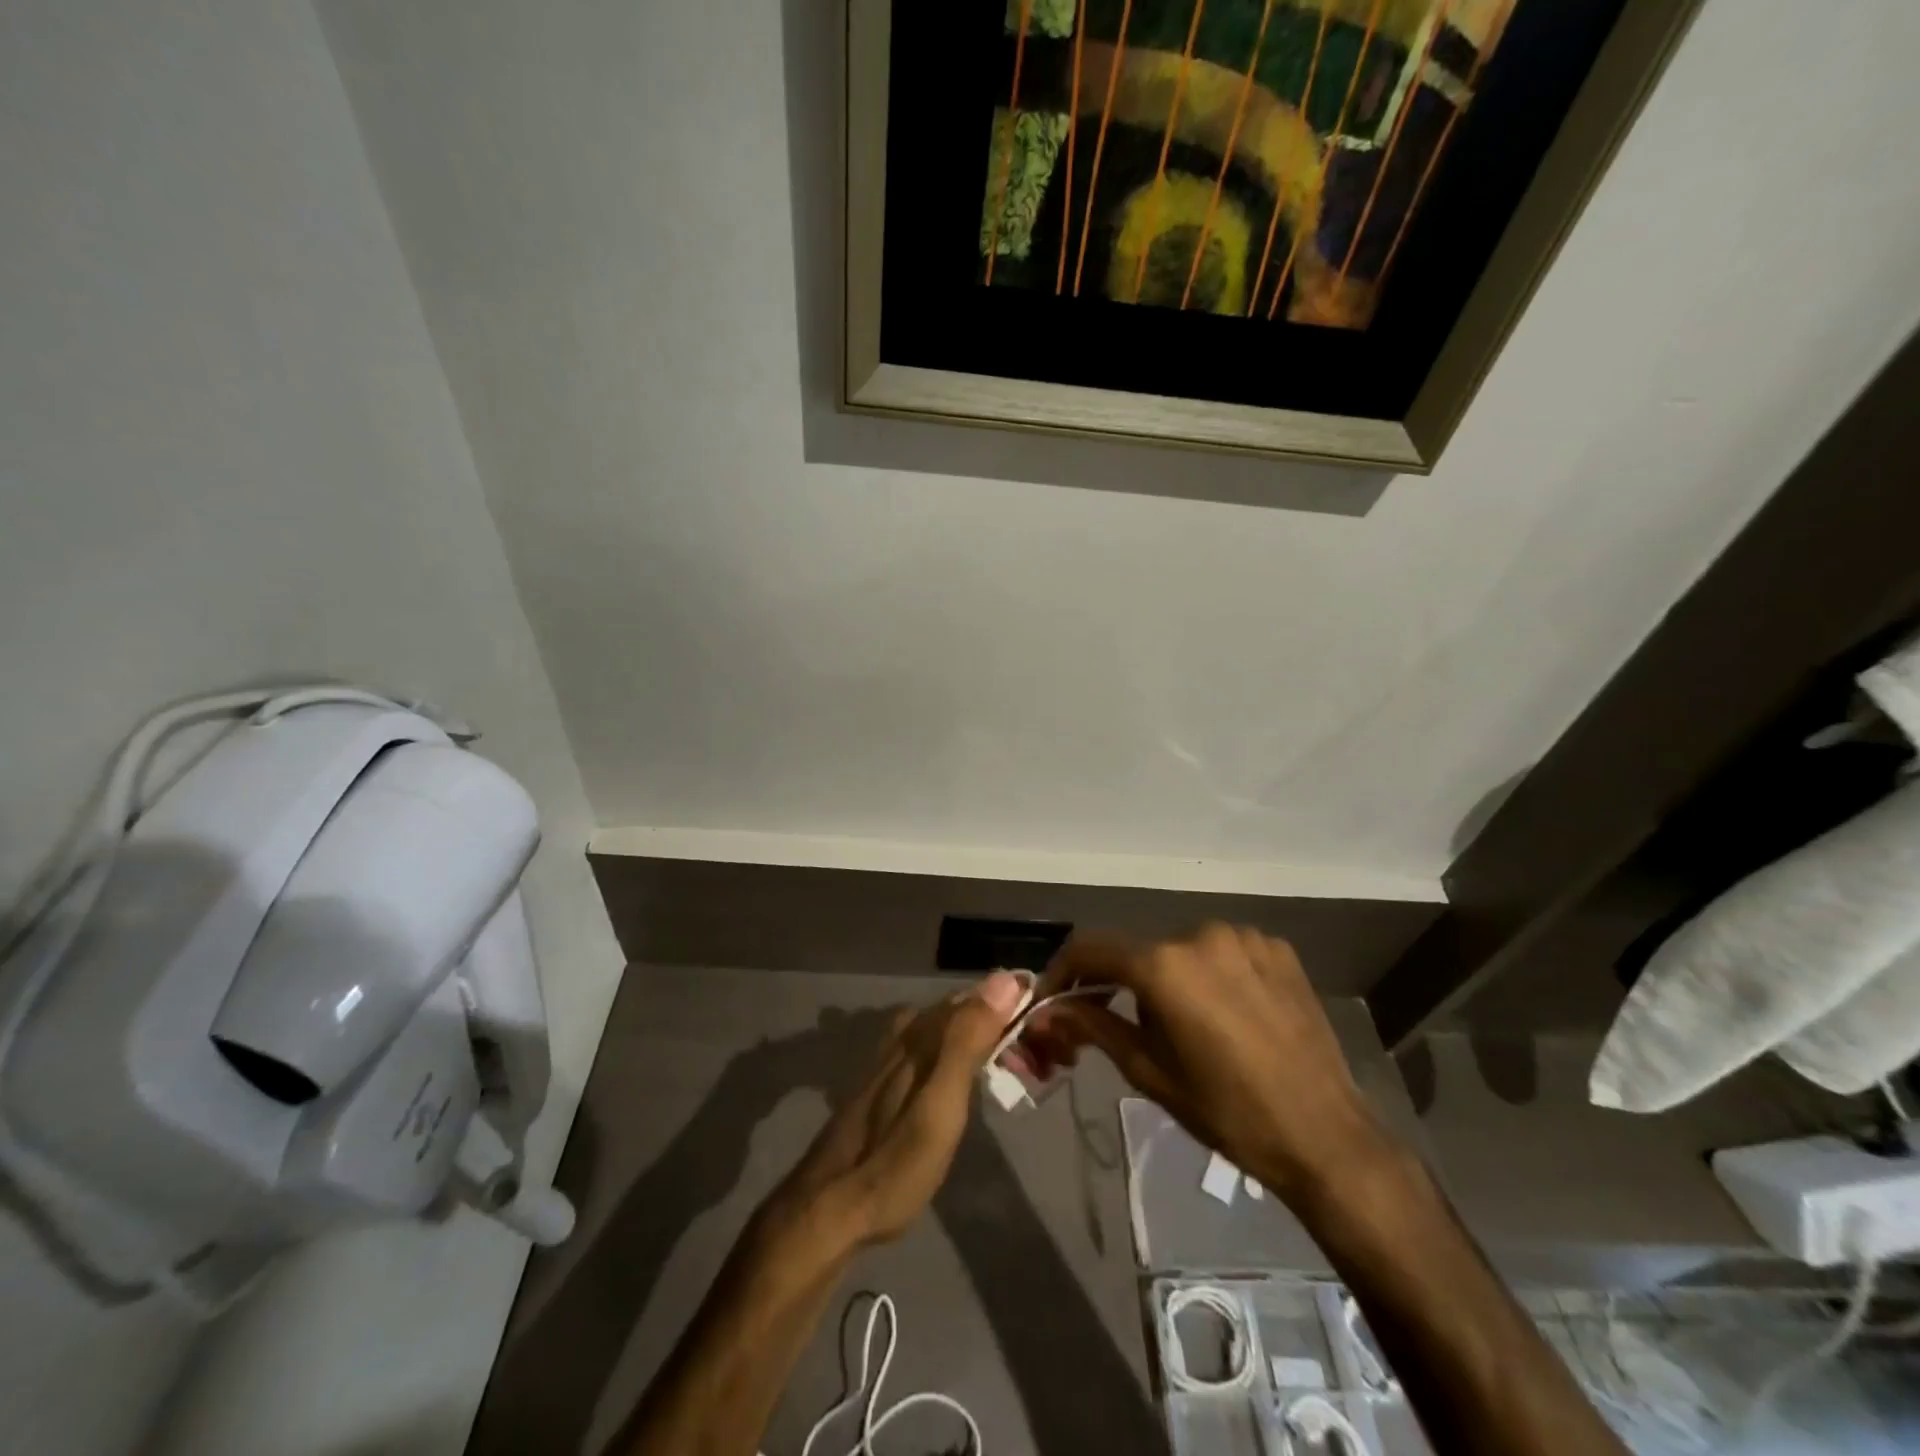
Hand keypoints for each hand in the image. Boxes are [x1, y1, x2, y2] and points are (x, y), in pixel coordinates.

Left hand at [775, 971, 1026, 1246]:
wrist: (828, 1208)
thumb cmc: (894, 1161)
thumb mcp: (941, 1103)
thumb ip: (968, 1039)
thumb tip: (1004, 978)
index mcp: (921, 1032)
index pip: (979, 997)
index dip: (1016, 1006)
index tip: (1050, 1028)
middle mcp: (906, 1034)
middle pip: (964, 1011)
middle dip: (1004, 1025)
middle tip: (1041, 1059)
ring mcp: (892, 1057)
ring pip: (950, 1030)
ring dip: (987, 1040)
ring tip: (1018, 1068)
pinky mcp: (886, 1082)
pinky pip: (936, 1049)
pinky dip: (964, 1055)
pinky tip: (971, 1077)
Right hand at [1026, 924, 1394, 1201]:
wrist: (1326, 1137)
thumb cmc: (1227, 1112)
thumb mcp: (1150, 1072)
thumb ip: (1094, 1027)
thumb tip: (1049, 1010)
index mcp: (1164, 964)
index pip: (1092, 949)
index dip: (1065, 971)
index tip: (1055, 999)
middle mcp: (1200, 934)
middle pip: (1140, 951)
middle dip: (1120, 983)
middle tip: (1117, 1023)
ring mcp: (1244, 937)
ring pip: (1183, 950)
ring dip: (1169, 978)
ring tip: (1182, 1025)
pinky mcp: (1277, 949)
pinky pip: (1224, 952)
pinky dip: (1211, 975)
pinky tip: (1225, 1013)